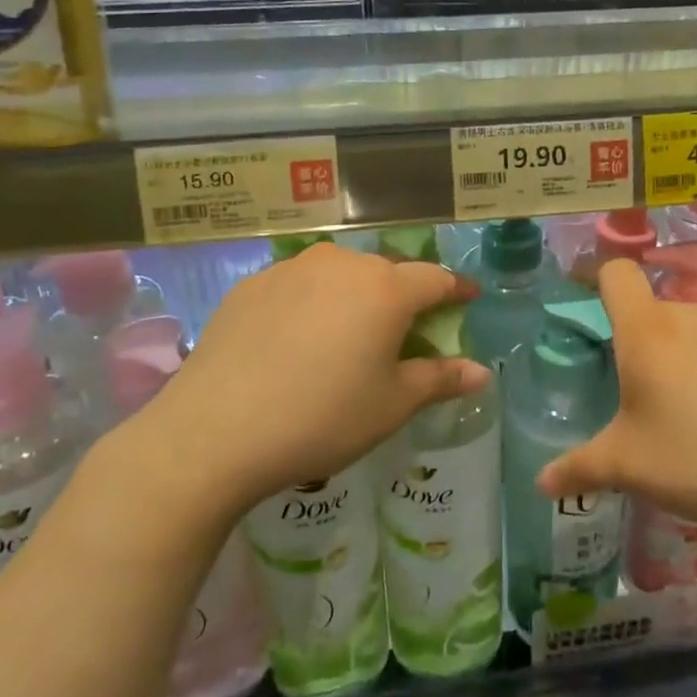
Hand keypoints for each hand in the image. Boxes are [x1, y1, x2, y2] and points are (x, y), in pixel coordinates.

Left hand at [133, 244, 485, 514]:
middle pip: (387, 272)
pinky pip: (299, 285)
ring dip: (356, 295)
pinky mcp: (252, 284)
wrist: (214, 431)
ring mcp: (292, 269)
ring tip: (349, 332)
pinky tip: (297, 338)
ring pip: (341, 274)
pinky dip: (312, 303)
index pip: (435, 279)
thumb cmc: (321, 418)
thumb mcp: (391, 405)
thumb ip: (440, 379)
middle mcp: (342, 265)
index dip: (456, 289)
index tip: (468, 298)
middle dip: (405, 295)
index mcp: (385, 289)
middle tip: (407, 328)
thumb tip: (482, 372)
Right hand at [538, 260, 696, 552]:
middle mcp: (688, 316)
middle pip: (646, 307)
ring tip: (672, 417)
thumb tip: (541, 481)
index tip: (582, 315)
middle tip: (625, 394)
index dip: (594, 282)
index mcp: (647, 329)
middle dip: (629, 341)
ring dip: (668, 359)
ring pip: (681, 330)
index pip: (615, 272)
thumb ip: (579, 468)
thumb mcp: (630, 468)